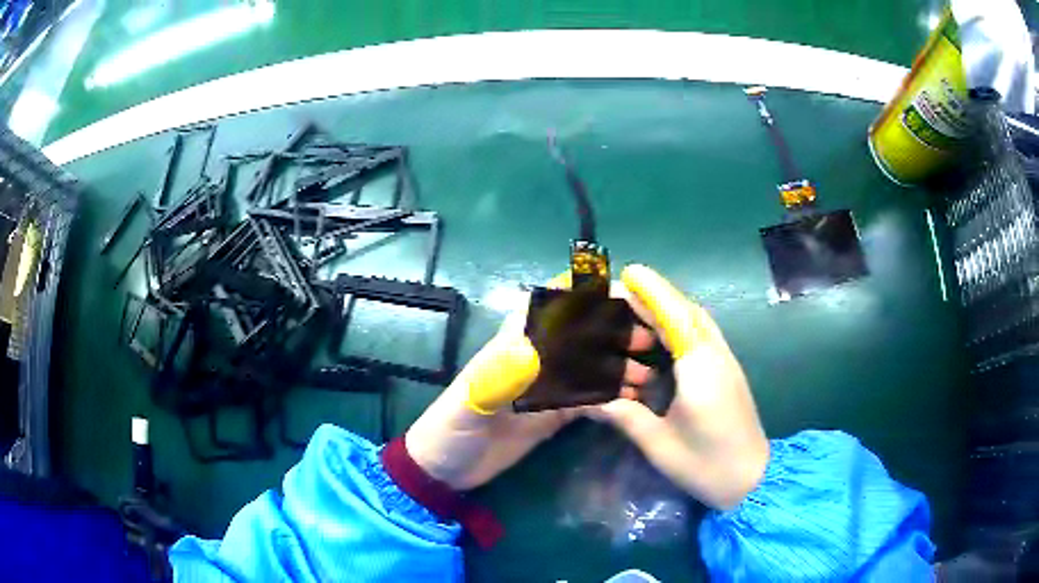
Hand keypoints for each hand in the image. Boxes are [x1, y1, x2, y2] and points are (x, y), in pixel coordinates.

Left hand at [406, 274, 651, 490]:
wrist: (447, 468)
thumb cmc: (453, 426)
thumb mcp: (474, 398)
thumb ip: (503, 372)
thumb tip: (540, 346)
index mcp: (519, 338)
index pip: (559, 299)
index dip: (593, 292)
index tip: (631, 301)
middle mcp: (541, 353)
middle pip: (587, 328)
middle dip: (619, 329)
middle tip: (649, 345)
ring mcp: (552, 383)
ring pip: (595, 362)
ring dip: (622, 364)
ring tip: (648, 379)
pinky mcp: (558, 411)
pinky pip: (593, 396)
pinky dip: (616, 396)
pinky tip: (636, 402)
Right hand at [585, 264, 769, 509]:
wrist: (752, 479)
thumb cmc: (705, 464)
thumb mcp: (659, 444)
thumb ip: (624, 416)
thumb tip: (588, 401)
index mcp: (699, 368)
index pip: (675, 318)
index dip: (653, 292)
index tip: (629, 272)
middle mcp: (716, 356)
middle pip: (689, 312)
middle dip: (659, 295)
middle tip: (624, 289)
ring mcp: (726, 363)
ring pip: (699, 322)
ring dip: (671, 307)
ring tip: (639, 308)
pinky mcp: (728, 373)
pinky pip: (703, 335)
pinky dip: (681, 325)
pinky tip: (663, 337)